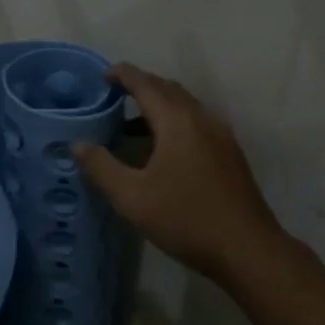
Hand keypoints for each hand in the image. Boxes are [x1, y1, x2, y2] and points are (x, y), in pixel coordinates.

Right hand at [73, 64, 286, 287]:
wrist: (247, 249)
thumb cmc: (185, 218)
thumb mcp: (132, 197)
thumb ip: (101, 167)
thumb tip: (77, 144)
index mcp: (177, 120)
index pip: (145, 83)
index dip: (122, 74)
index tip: (101, 75)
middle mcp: (201, 118)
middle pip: (167, 89)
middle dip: (140, 86)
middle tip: (113, 96)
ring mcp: (220, 135)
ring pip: (184, 106)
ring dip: (158, 106)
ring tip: (131, 125)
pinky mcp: (229, 153)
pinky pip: (196, 122)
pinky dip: (174, 122)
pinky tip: (161, 150)